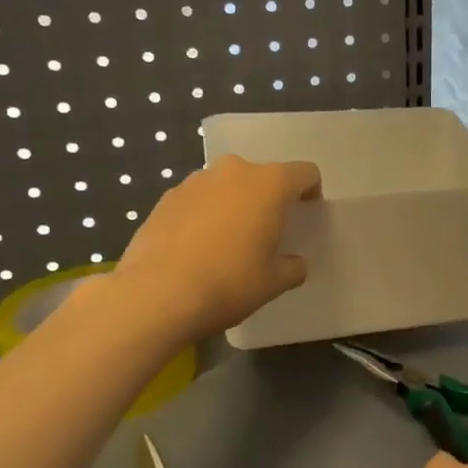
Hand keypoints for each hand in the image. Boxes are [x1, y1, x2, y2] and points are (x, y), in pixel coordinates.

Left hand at [108, 155, 321, 340]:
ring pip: (228, 186)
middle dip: (269, 199)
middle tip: (266, 233)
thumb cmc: (229, 283)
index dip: (311, 193)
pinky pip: (198, 200)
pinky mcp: (165, 198)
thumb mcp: (275, 282)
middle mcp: (233, 172)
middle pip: (263, 177)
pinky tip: (198, 249)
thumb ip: (293, 266)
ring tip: (228, 242)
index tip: (305, 217)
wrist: (156, 296)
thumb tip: (293, 263)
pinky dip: (205, 216)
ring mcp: (195, 182)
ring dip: (234, 205)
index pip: (305, 173)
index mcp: (269, 184)